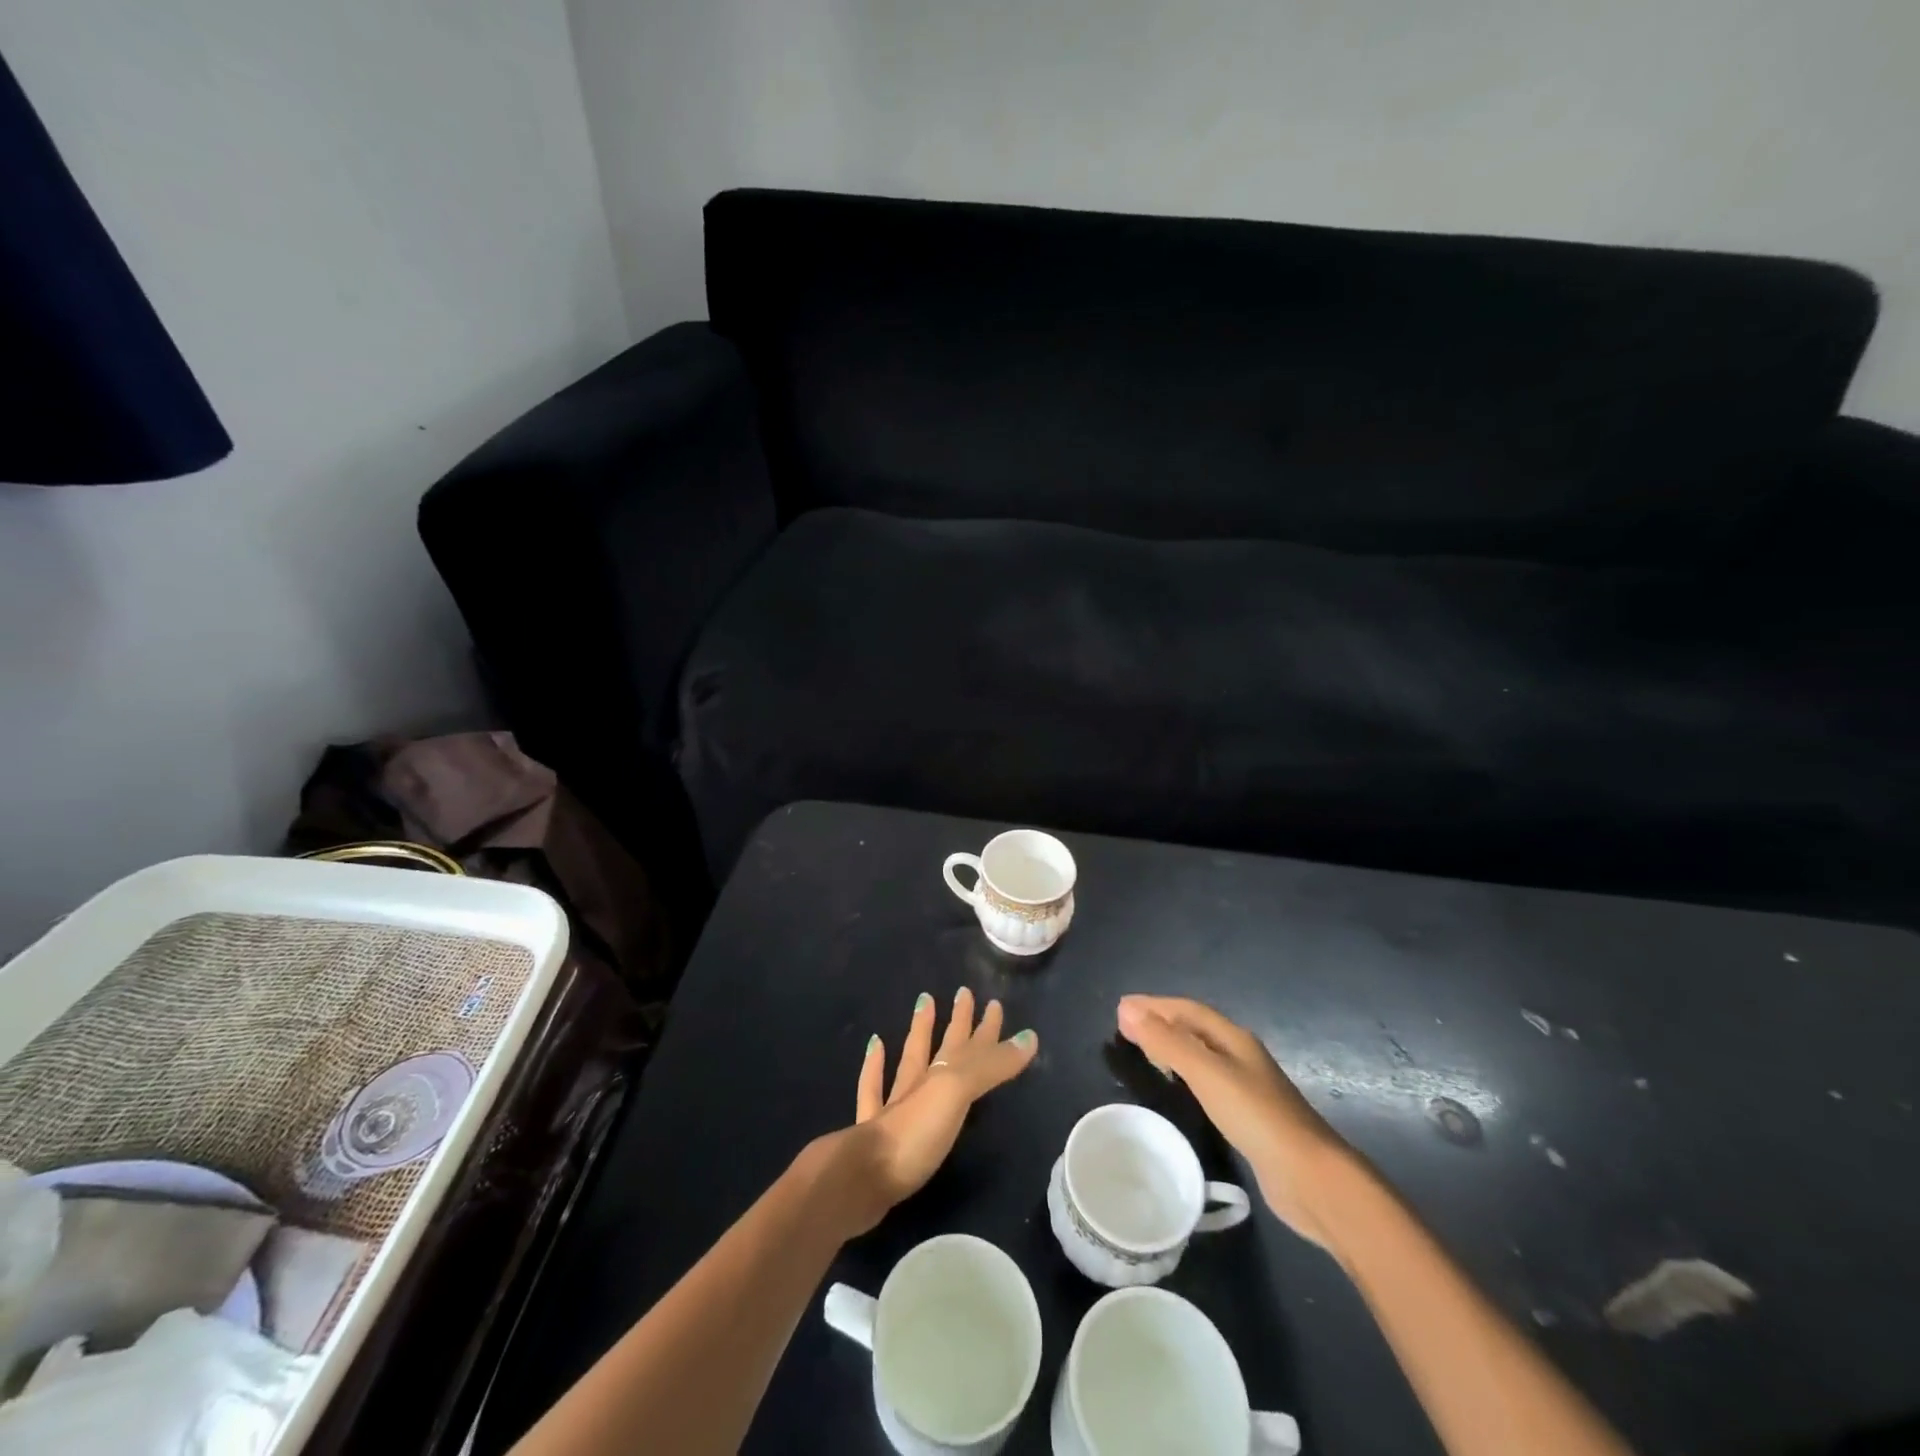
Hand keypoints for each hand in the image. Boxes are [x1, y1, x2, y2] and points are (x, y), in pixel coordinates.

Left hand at [830, 988, 1037, 1234]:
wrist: (860, 1177)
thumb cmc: (914, 1134)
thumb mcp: (958, 1095)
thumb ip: (991, 1067)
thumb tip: (1029, 1037)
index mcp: (940, 1077)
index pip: (969, 1045)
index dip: (985, 1028)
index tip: (994, 1003)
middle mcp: (918, 1085)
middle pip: (942, 1047)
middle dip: (957, 1022)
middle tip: (964, 993)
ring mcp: (893, 1106)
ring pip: (909, 1060)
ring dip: (919, 1031)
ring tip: (924, 1002)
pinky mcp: (874, 1132)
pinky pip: (873, 1088)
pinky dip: (875, 1065)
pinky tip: (874, 1046)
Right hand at [1116, 994, 1350, 1247]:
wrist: (1310, 1177)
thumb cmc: (1256, 1117)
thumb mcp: (1206, 1073)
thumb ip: (1167, 1043)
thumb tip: (1128, 1009)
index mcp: (1233, 1038)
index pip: (1188, 1010)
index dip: (1155, 1005)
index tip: (1121, 1007)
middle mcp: (1240, 1055)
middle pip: (1194, 1028)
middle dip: (1161, 1022)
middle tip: (1124, 1026)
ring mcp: (1246, 1086)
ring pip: (1200, 1055)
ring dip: (1171, 1047)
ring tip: (1143, 1051)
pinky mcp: (1247, 1116)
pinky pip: (1206, 1082)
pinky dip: (1183, 1074)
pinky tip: (1177, 1087)